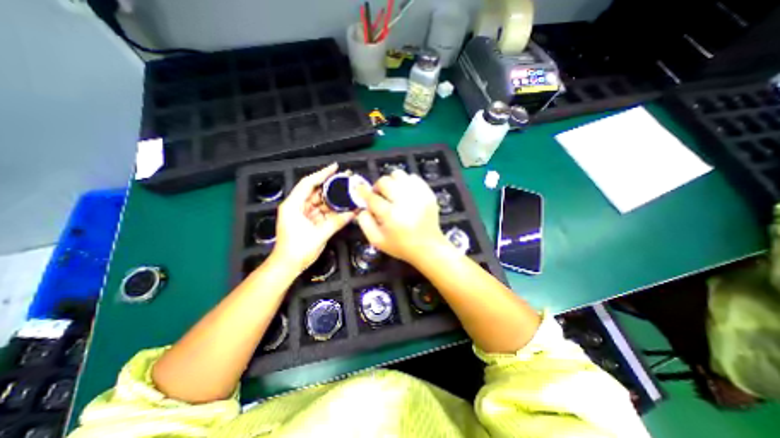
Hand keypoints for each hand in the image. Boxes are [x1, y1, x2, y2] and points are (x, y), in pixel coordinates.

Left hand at [269, 165, 353, 273]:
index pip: (308, 183)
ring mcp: (303, 213)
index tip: (335, 167)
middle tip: (347, 180)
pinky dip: (332, 209)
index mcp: (293, 205)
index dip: (322, 174)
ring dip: (334, 198)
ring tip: (348, 192)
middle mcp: (297, 206)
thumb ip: (337, 222)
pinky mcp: (308, 220)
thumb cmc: (298, 249)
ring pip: (320, 201)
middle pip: (316, 191)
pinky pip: (322, 211)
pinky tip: (344, 206)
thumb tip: (354, 212)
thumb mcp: (319, 235)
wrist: (288, 265)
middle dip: (331, 185)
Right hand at [355, 171, 447, 264]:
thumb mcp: (377, 241)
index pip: (371, 197)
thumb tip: (362, 207)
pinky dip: (405, 182)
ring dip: (391, 182)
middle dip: (378, 187)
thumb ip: (364, 222)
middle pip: (384, 181)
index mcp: (390, 215)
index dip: (363, 192)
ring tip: (392, 192)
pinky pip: (413, 177)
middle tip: (379, 196)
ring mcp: (418, 195)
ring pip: (399, 174)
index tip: (360, 191)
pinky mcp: (427, 193)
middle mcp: (404, 201)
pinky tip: (405, 193)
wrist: (428, 247)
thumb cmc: (400, 246)